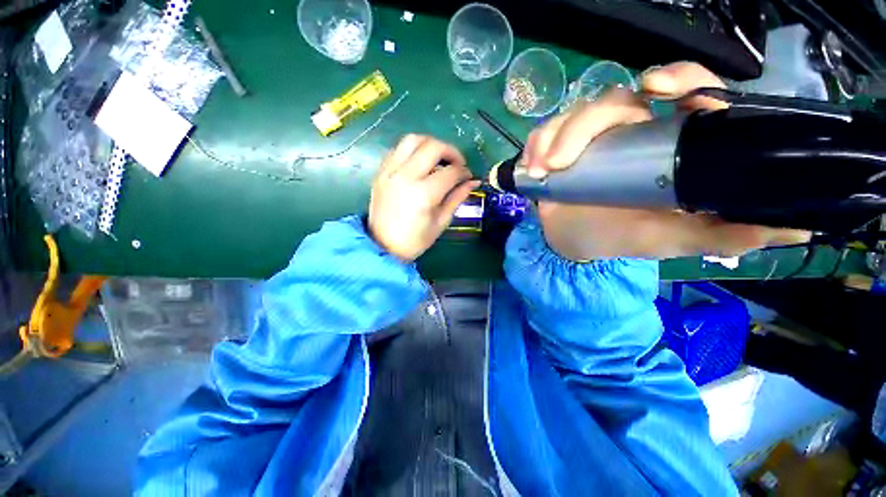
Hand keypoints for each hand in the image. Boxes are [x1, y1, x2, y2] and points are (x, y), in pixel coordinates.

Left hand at [369, 134, 479, 261]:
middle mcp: (406, 177)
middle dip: (451, 151)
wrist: (382, 246)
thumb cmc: (415, 240)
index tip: (468, 176)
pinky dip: (412, 150)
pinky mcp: (380, 172)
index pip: (450, 172)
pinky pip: (397, 149)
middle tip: (457, 163)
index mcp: (424, 194)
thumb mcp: (441, 222)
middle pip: (433, 147)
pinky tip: (419, 162)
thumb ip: (457, 198)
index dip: (464, 172)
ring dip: (430, 144)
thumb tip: (472, 182)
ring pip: (412, 140)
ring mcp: (390, 172)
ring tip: (439, 157)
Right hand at [523, 62, 810, 260]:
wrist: (572, 241)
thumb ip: (723, 234)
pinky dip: (536, 144)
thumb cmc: (619, 238)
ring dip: (553, 140)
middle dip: (585, 123)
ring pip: (574, 115)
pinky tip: (533, 166)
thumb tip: (797, 230)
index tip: (659, 90)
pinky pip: (545, 131)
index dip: (681, 78)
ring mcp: (590, 138)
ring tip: (543, 171)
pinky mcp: (559, 146)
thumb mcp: (670, 240)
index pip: (686, 93)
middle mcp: (629, 131)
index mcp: (665, 146)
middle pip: (614, 100)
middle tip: (562, 158)